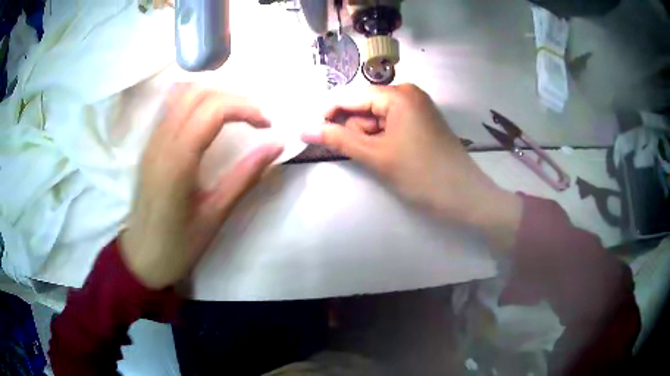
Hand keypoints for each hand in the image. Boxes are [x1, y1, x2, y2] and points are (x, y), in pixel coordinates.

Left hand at [121, 84, 283, 288]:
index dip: (245, 107)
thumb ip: (246, 176)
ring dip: (215, 95)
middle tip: (254, 118)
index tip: (266, 125)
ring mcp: (152, 140)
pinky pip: (172, 107)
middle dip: (233, 97)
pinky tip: (209, 118)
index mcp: (178, 160)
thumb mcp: (216, 214)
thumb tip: (277, 145)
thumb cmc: (179, 244)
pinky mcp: (149, 145)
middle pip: (198, 93)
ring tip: (235, 115)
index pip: (213, 109)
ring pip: (183, 94)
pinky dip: (197, 101)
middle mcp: (162, 141)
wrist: (142, 257)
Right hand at [302, 84, 521, 250]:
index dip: (327, 114)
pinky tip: (389, 157)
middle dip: (354, 131)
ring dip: (369, 139)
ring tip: (382, 161)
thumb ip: (338, 139)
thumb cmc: (421, 174)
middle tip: (362, 155)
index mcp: (397, 94)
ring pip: (376, 119)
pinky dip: (382, 140)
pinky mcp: (420, 123)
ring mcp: (416, 108)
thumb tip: (303, 128)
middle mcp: (407, 94)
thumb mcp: (376, 156)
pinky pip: (390, 126)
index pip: (350, 97)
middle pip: (363, 107)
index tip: (308, 133)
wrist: (465, 197)